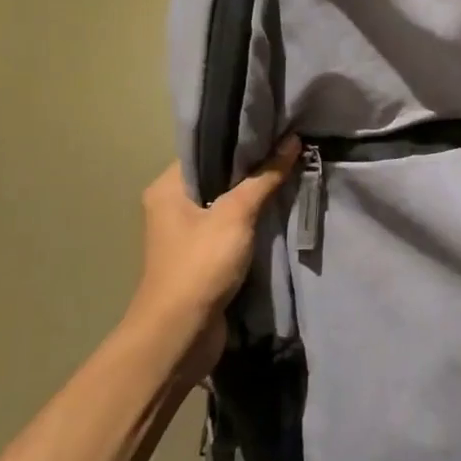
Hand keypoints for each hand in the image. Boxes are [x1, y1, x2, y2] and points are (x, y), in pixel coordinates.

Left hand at [127, 139, 298, 385]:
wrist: (180, 334)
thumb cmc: (200, 264)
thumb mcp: (235, 215)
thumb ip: (264, 177)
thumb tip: (292, 140)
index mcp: (168, 187)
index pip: (205, 147)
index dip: (238, 136)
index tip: (273, 126)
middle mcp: (172, 205)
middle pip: (218, 174)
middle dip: (252, 165)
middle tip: (289, 148)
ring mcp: (187, 233)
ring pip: (226, 202)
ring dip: (255, 194)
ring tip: (291, 172)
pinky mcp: (203, 257)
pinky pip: (231, 227)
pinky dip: (252, 220)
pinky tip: (280, 209)